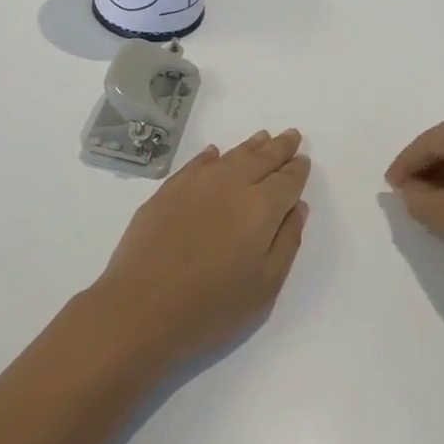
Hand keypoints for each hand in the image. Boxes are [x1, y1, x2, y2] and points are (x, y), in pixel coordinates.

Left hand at [94, 129, 310, 369]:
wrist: (140, 308)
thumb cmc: (212, 308)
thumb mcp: (265, 287)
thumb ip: (286, 241)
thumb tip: (296, 207)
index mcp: (261, 207)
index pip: (287, 180)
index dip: (297, 169)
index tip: (303, 160)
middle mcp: (231, 184)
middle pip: (261, 158)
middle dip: (279, 147)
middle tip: (291, 135)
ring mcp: (196, 183)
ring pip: (231, 156)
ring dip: (250, 146)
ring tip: (262, 137)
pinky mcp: (168, 190)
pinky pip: (197, 163)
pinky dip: (211, 156)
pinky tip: (215, 154)